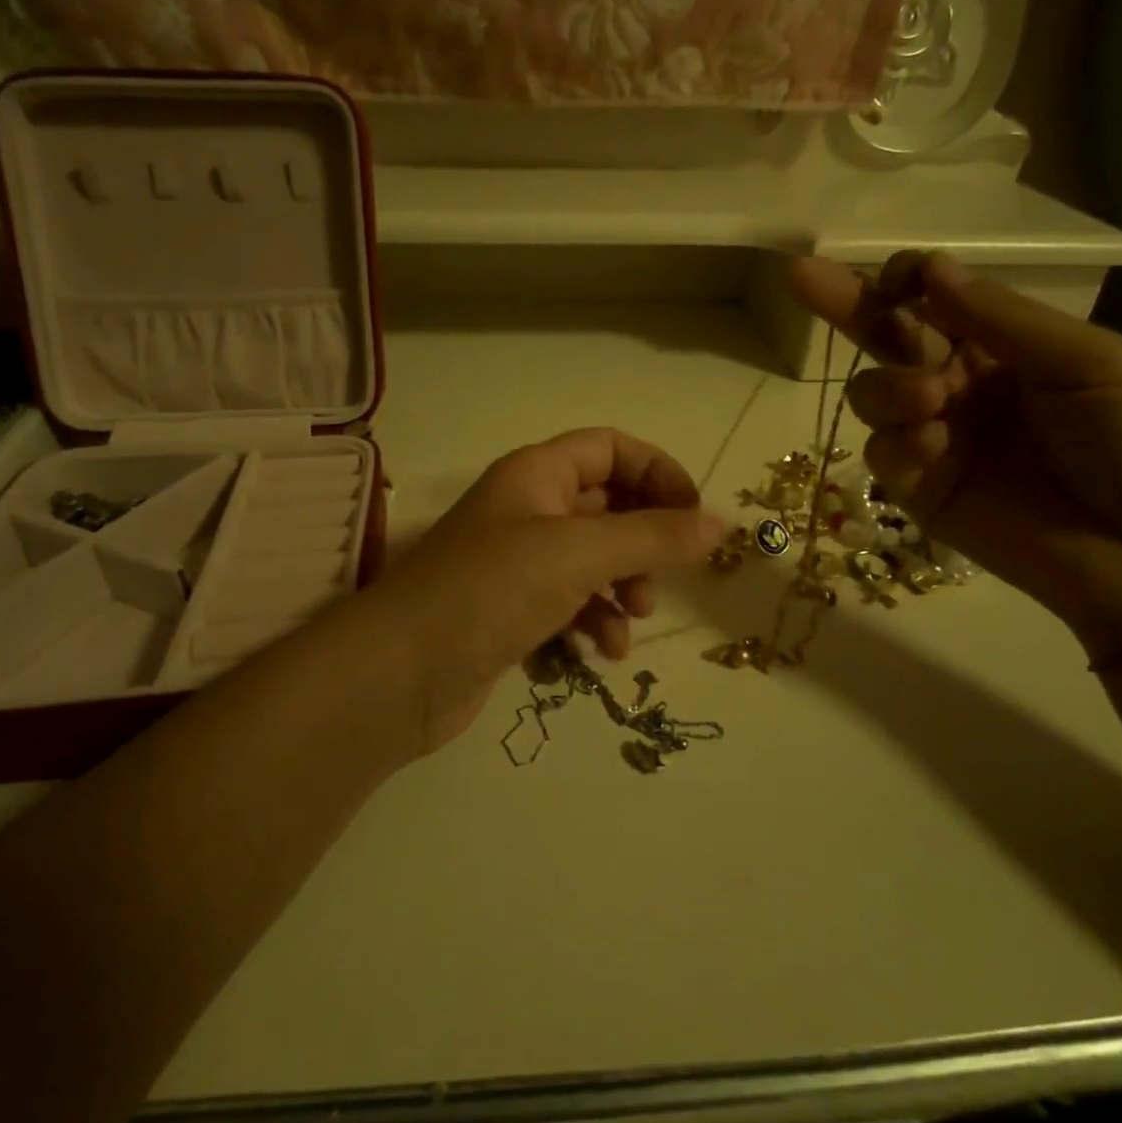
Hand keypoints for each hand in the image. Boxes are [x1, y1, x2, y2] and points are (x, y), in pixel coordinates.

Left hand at [359, 429, 724, 754]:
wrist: (400, 674)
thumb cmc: (490, 590)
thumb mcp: (580, 554)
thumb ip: (654, 537)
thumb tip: (721, 524)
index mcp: (538, 475)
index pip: (612, 448)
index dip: (658, 472)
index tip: (693, 516)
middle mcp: (528, 509)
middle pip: (607, 506)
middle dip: (644, 540)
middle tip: (665, 576)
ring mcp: (518, 562)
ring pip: (594, 560)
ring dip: (623, 587)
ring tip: (632, 619)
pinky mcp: (512, 611)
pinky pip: (571, 603)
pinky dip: (594, 622)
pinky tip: (600, 652)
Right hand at [790, 251, 1121, 659]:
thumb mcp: (1088, 362)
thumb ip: (1001, 319)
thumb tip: (931, 269)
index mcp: (1005, 346)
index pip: (936, 301)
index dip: (909, 281)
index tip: (900, 277)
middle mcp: (960, 385)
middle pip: (887, 338)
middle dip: (845, 303)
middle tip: (800, 275)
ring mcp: (936, 438)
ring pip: (873, 394)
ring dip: (889, 386)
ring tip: (929, 401)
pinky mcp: (920, 490)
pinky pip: (882, 453)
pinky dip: (897, 443)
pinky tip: (932, 447)